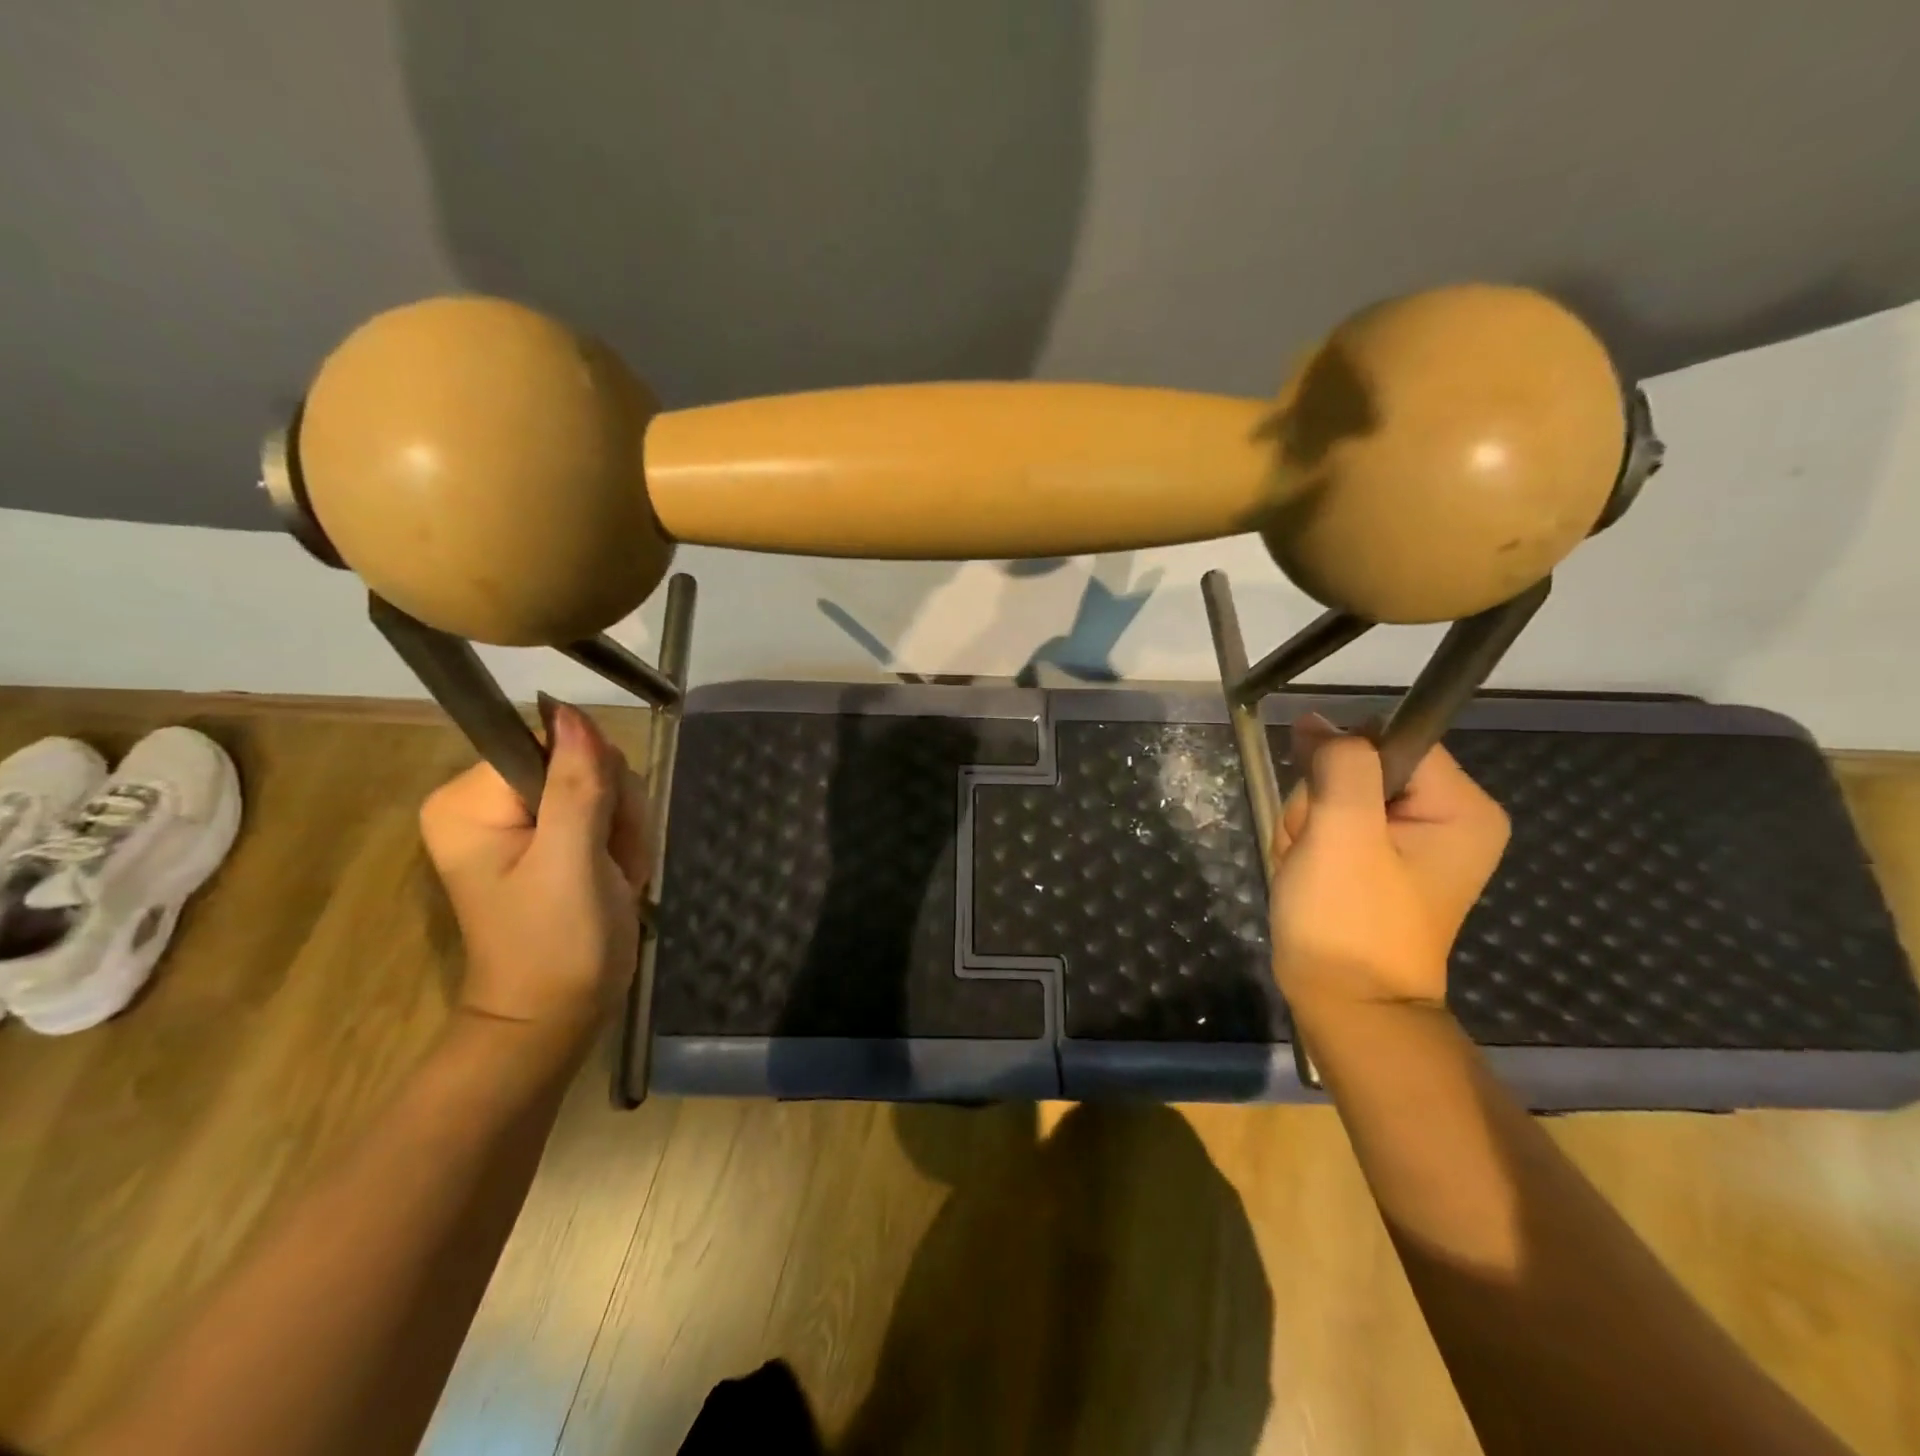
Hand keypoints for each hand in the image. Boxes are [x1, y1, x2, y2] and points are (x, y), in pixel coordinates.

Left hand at [420, 701, 648, 1047]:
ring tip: (616, 878)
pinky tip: (617, 877)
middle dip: (616, 812)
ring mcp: (520, 821)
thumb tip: (571, 710)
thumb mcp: (571, 861)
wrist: (557, 1018)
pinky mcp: (550, 839)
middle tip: (612, 864)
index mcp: (470, 801)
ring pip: (604, 786)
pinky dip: (624, 843)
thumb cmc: (557, 944)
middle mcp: (488, 801)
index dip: (594, 780)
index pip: (551, 745)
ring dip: (626, 831)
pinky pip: (606, 810)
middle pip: (582, 763)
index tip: (603, 832)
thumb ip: (576, 785)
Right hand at [1270, 714, 1508, 1011]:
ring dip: (1307, 826)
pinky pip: (1333, 822)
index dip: (1341, 764)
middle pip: (1360, 767)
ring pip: (1336, 794)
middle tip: (1315, 853)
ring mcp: (1415, 840)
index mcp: (1462, 808)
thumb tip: (1320, 722)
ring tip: (1309, 870)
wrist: (1344, 1004)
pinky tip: (1308, 874)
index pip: (1390, 739)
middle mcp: (1449, 817)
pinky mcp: (1383, 858)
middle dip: (1320, 804)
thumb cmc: (1348, 921)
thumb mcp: (1343, 833)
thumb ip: (1341, 765)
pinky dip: (1310, 844)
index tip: (1323, 811)